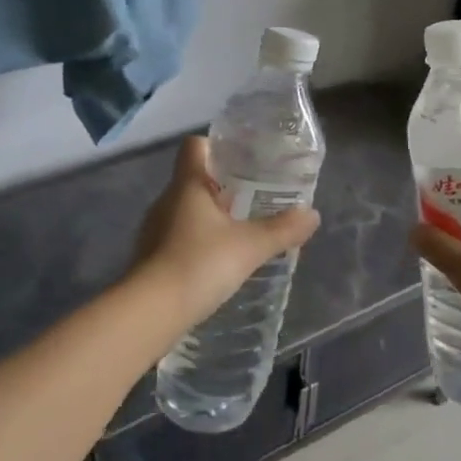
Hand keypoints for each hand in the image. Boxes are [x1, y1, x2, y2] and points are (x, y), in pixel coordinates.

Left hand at [132, 137, 318, 331]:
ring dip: (209, 216)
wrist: (148, 314)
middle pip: (194, 178)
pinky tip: (216, 262)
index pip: (195, 145)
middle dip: (222, 186)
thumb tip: (313, 214)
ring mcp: (153, 230)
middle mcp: (166, 200)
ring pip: (185, 210)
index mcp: (187, 184)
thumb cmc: (198, 264)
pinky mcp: (149, 258)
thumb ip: (282, 229)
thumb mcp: (249, 247)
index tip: (242, 159)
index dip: (217, 146)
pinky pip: (177, 237)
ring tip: (239, 231)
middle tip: (254, 198)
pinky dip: (196, 242)